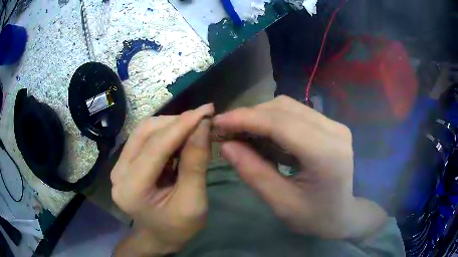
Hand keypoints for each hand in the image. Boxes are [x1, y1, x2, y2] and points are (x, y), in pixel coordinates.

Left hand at [111, 104, 213, 254]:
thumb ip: (195, 164)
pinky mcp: (125, 163)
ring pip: (144, 131)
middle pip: (145, 133)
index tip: (206, 110)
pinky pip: (144, 139)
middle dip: (176, 122)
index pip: (156, 147)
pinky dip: (165, 133)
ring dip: (170, 125)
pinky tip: (181, 137)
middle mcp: (119, 173)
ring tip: (194, 127)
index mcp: (132, 189)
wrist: (159, 237)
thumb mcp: (193, 201)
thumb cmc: (178, 227)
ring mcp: (119, 167)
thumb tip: (203, 127)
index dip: (182, 125)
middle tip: (202, 119)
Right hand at [213, 96, 386, 238]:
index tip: (218, 122)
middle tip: (227, 132)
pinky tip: (263, 137)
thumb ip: (254, 173)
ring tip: (242, 135)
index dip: (245, 119)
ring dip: (261, 117)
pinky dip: (274, 122)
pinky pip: (296, 114)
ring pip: (289, 107)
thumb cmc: (316, 217)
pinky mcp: (331, 126)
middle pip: (283, 108)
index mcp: (325, 154)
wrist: (346, 214)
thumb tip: (226, 146)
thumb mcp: (282, 203)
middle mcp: (334, 130)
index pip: (280, 123)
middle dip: (250, 116)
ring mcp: (335, 125)